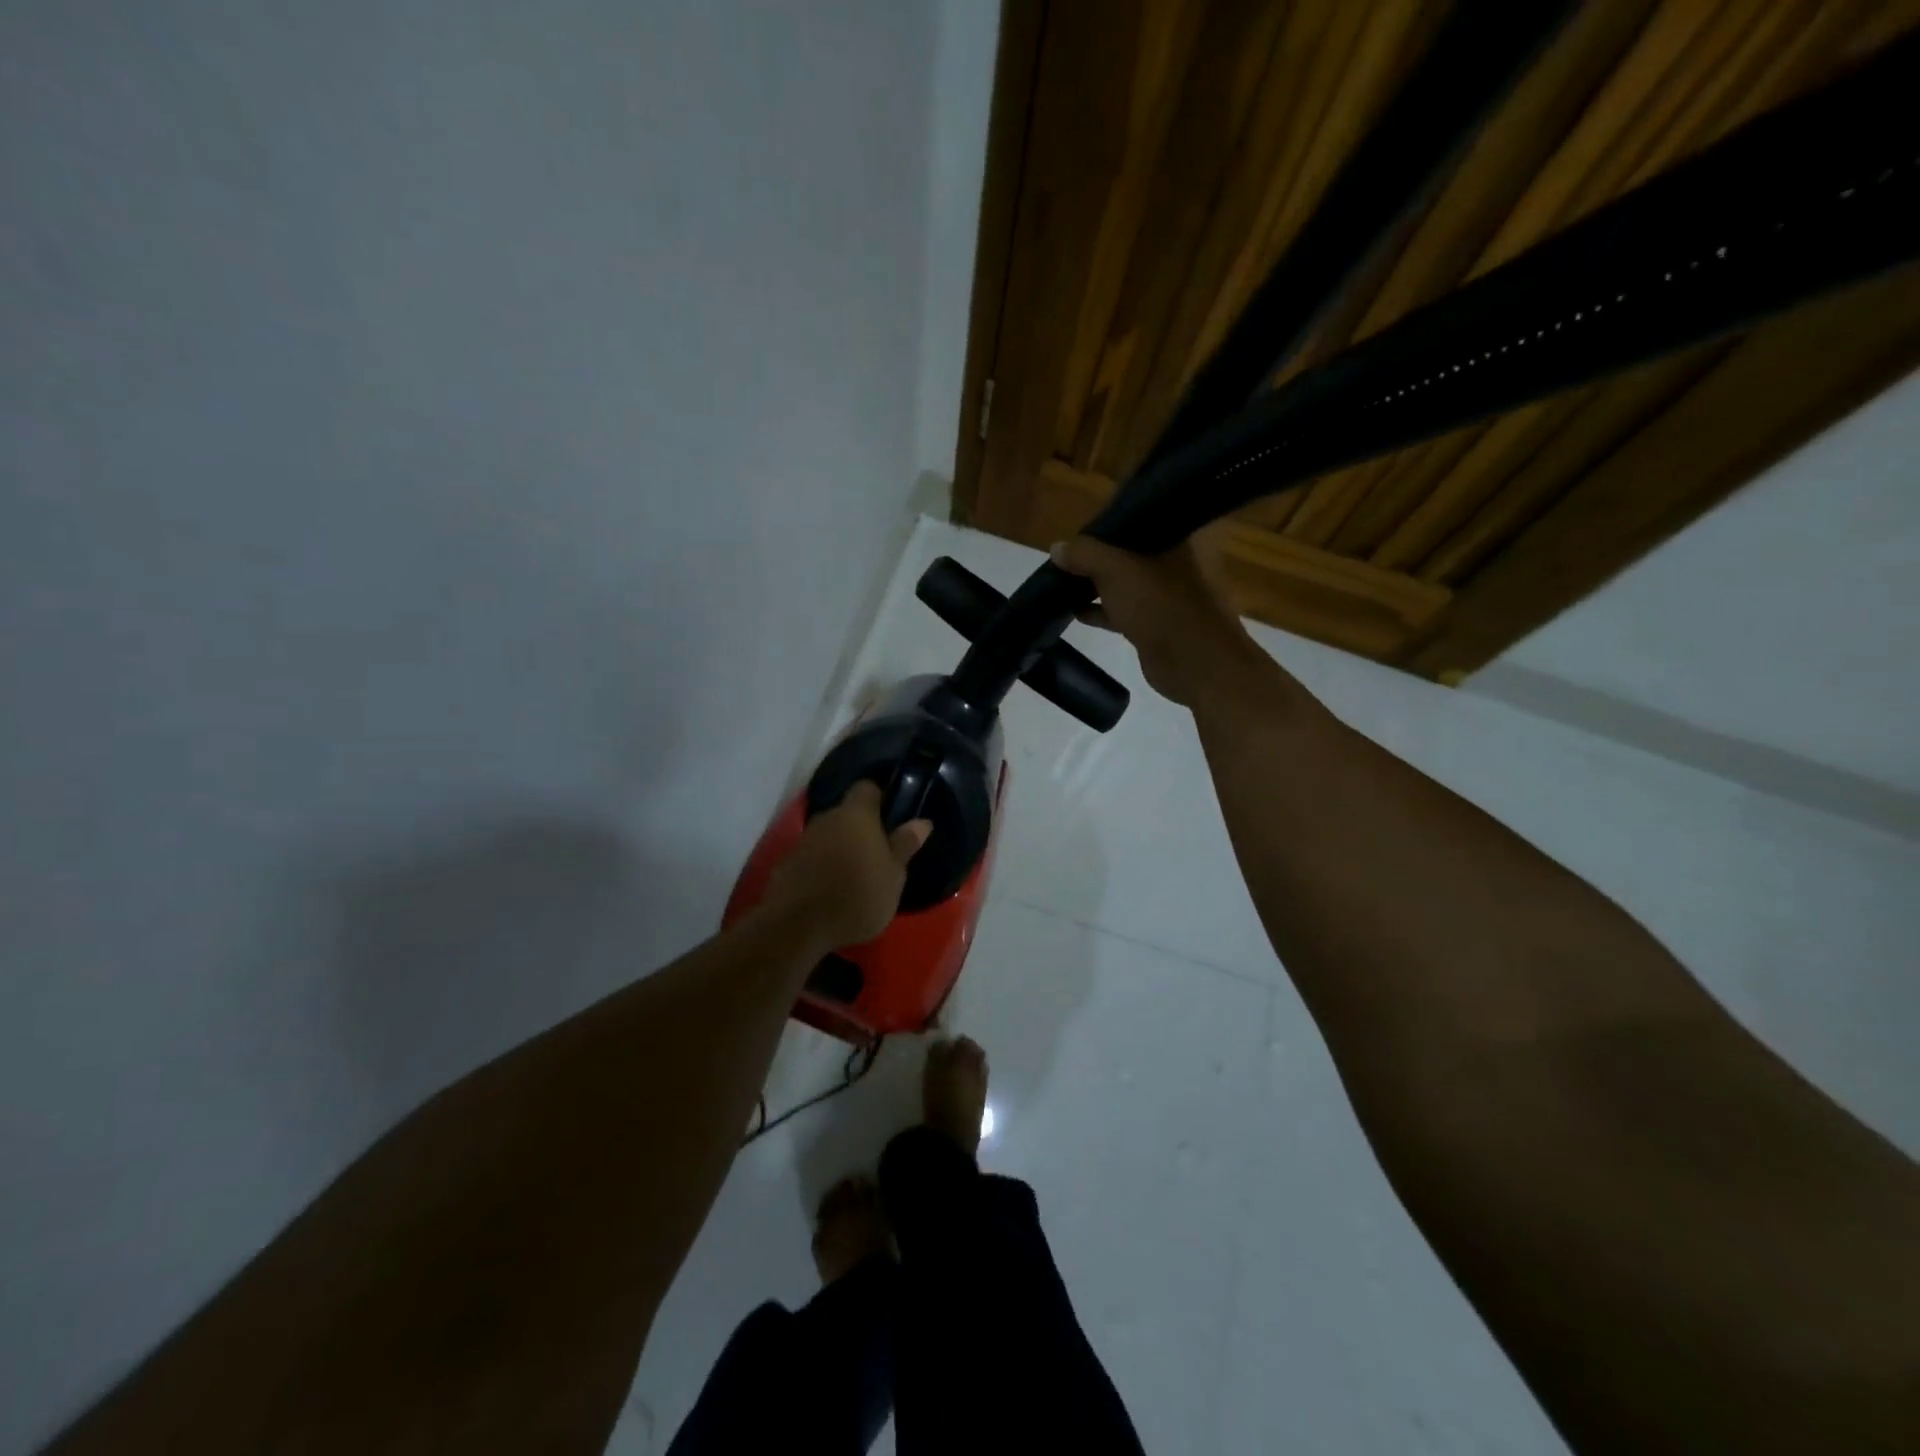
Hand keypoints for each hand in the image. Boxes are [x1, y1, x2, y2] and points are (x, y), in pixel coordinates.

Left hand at [762, 781, 930, 947]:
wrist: (797, 926)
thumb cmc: (857, 896)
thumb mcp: (893, 875)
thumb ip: (905, 845)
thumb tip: (922, 821)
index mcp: (856, 814)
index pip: (867, 788)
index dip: (880, 797)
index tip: (892, 816)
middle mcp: (827, 818)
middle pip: (847, 812)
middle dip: (861, 828)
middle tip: (878, 852)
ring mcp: (803, 840)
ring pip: (829, 835)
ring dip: (841, 847)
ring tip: (855, 874)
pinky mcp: (787, 863)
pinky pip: (812, 856)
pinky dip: (822, 865)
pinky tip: (831, 889)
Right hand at [1051, 535, 1268, 709]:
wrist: (1196, 664)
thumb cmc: (1163, 605)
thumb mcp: (1116, 571)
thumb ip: (1085, 555)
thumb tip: (1056, 548)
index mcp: (1182, 535)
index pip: (1142, 515)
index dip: (1110, 519)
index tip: (1080, 526)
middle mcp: (1180, 559)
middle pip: (1131, 549)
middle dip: (1098, 554)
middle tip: (1067, 555)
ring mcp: (1171, 593)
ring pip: (1127, 581)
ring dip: (1098, 584)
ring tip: (1063, 582)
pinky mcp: (1159, 622)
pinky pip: (1125, 609)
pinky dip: (1103, 609)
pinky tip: (1075, 611)